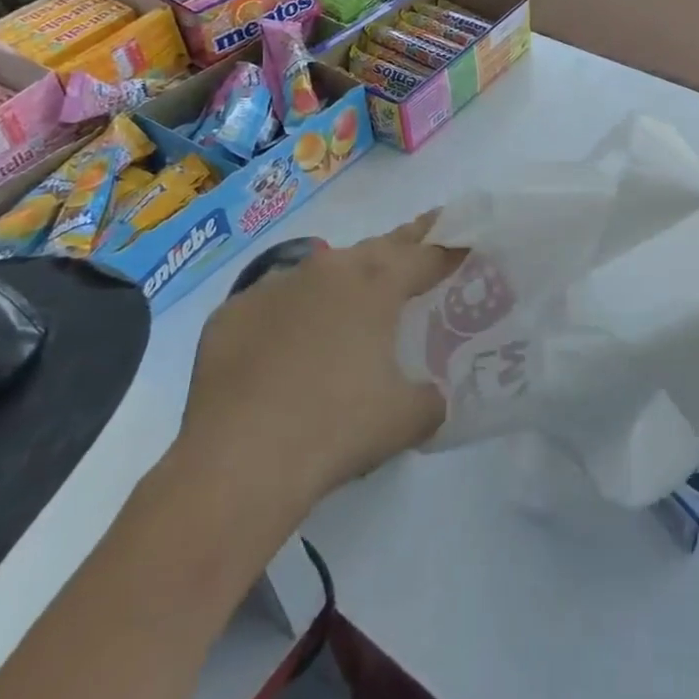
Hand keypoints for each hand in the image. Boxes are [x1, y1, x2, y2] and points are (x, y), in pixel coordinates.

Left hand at [176, 213, 462, 509]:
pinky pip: (274, 305)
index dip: (451, 249)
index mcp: (376, 284)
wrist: (236, 462)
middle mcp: (327, 270)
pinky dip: (291, 316)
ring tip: (355, 303)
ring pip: (322, 272)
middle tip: (425, 236)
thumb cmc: (335, 429)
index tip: (467, 242)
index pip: (426, 255)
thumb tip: (430, 395)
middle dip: (406, 243)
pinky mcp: (232, 314)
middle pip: (378, 246)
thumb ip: (430, 398)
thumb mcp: (405, 418)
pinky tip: (288, 347)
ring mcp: (274, 286)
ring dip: (344, 282)